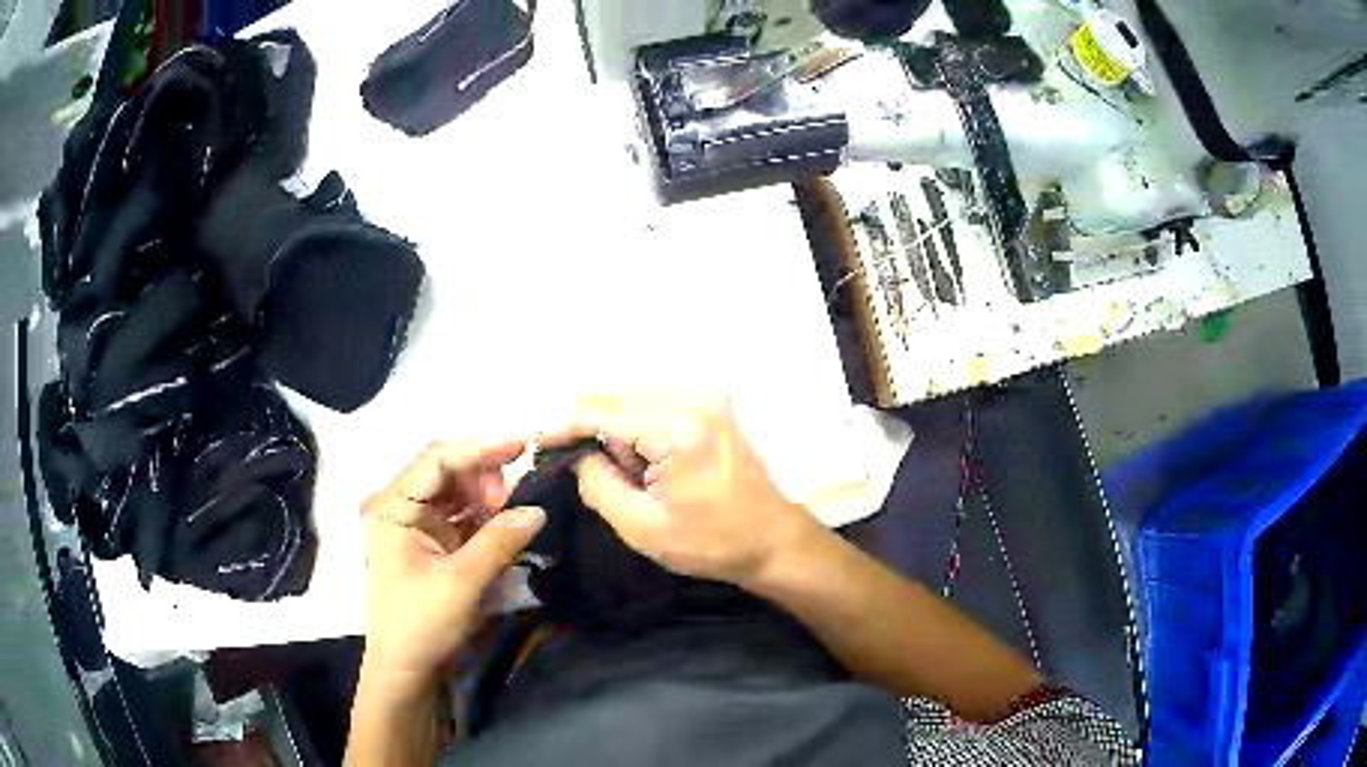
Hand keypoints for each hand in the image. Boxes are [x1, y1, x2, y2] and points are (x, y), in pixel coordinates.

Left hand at [359, 440, 544, 699]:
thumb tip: (538, 509)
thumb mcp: (461, 583)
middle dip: (483, 475)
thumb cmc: (421, 624)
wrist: (406, 670)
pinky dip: (485, 517)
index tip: (521, 446)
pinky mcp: (433, 543)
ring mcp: (417, 525)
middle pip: (446, 470)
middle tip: (512, 498)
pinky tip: (504, 525)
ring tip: (510, 514)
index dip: (479, 448)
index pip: (436, 460)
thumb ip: (499, 541)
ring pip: (457, 492)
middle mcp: (401, 506)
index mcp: (393, 506)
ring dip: (486, 496)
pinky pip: (463, 517)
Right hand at [546, 392, 822, 585]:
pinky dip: (639, 427)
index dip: (565, 425)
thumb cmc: (709, 542)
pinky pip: (657, 404)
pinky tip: (645, 461)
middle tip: (582, 467)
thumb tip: (575, 454)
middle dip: (592, 427)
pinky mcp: (714, 404)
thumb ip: (597, 483)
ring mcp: (708, 397)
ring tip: (627, 473)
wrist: (771, 540)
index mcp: (677, 429)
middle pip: (618, 396)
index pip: (603, 411)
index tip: (538, 442)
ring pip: (635, 398)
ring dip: (618, 429)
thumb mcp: (641, 526)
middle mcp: (695, 398)